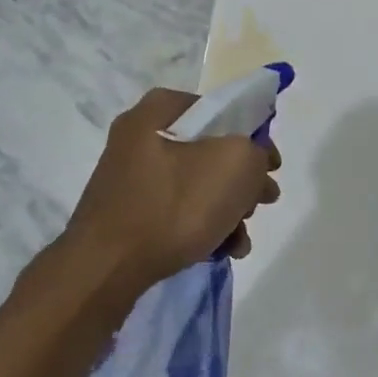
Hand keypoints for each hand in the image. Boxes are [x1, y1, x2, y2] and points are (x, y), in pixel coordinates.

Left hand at [65, 88, 281, 293]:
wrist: (107, 267)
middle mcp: (140, 135)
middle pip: (211, 150)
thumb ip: (256, 151)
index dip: (254, 135)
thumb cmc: (174, 205)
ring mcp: (131, 176)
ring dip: (228, 210)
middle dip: (243, 181)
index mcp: (160, 110)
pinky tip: (222, 250)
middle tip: (262, 203)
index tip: (271, 167)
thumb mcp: (236, 164)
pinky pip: (176, 210)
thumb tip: (253, 161)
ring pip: (196, 184)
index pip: (222, 110)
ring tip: (242, 239)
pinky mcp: (127, 212)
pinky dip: (202, 226)